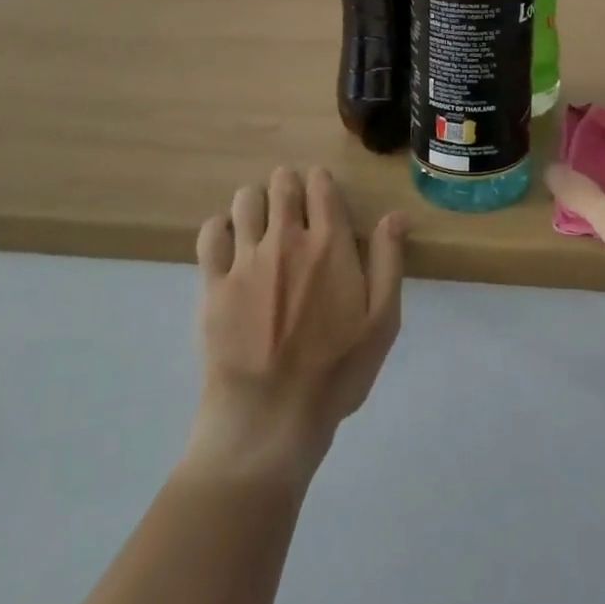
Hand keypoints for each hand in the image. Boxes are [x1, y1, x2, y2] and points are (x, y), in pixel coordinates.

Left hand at [187, 167, 405, 480]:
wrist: (268, 421)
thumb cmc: (335, 374)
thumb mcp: (382, 322)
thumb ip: (388, 262)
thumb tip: (395, 215)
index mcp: (329, 245)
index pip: (321, 185)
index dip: (322, 182)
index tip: (324, 194)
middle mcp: (286, 240)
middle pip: (282, 183)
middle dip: (289, 184)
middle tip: (294, 204)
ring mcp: (245, 261)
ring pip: (245, 200)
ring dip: (257, 201)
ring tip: (262, 222)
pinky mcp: (212, 285)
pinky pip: (210, 234)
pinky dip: (221, 227)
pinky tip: (231, 242)